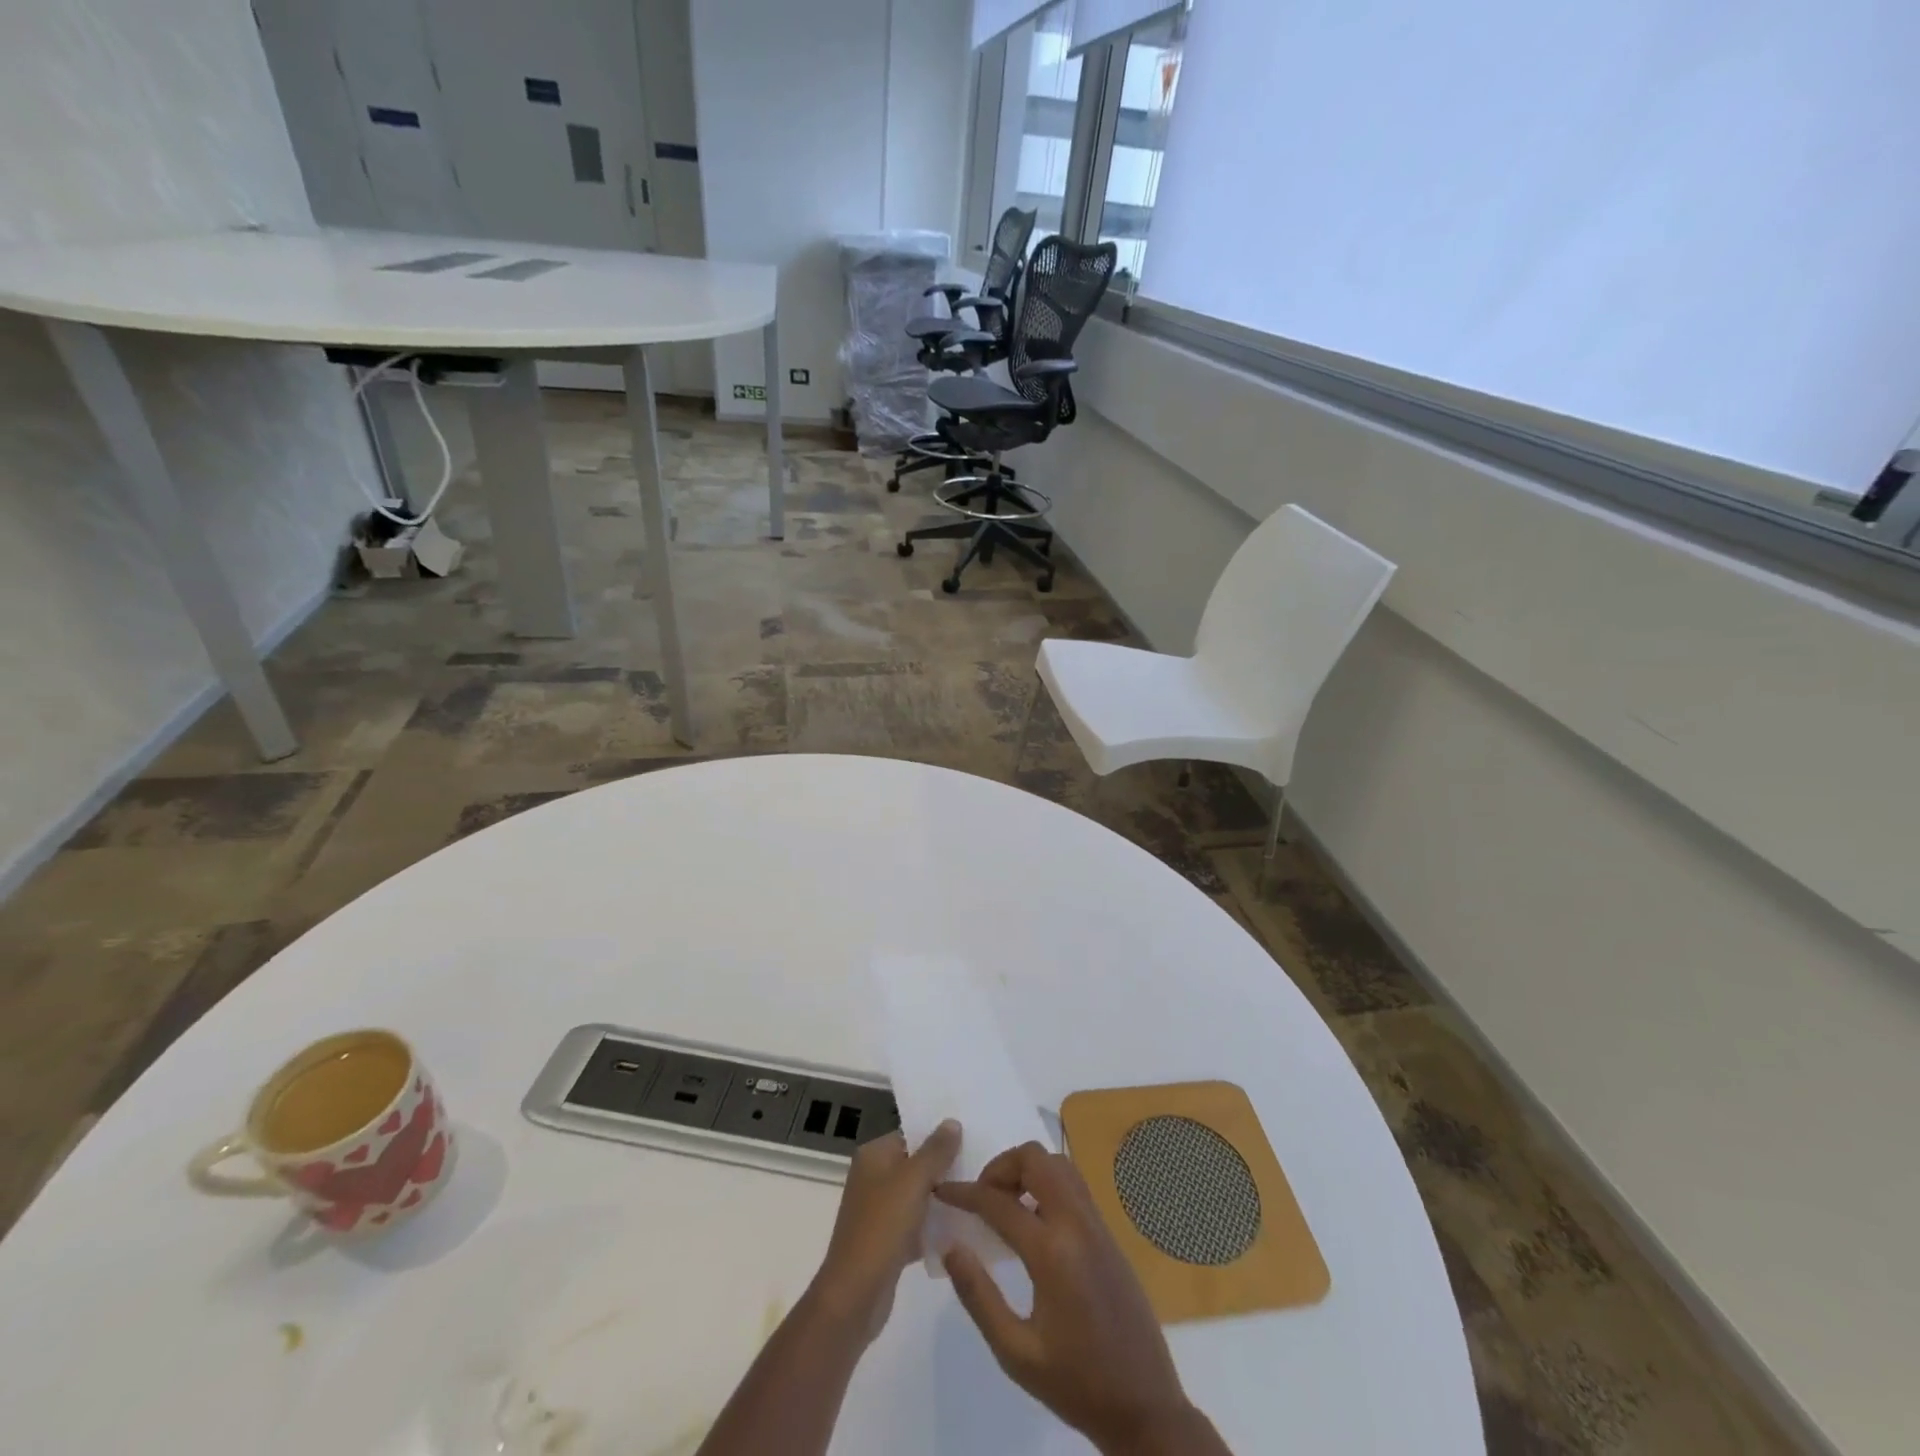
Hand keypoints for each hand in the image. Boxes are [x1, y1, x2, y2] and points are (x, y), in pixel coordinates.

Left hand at [810, 1120, 960, 1344]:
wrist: (855, 1295)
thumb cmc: (883, 1226)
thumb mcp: (914, 1180)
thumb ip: (936, 1150)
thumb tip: (952, 1121)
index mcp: (873, 1156)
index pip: (910, 1136)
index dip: (939, 1138)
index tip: (971, 1141)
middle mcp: (872, 1178)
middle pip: (915, 1165)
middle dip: (944, 1169)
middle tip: (980, 1170)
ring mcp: (878, 1211)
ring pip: (918, 1196)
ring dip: (942, 1199)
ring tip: (977, 1197)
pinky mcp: (886, 1241)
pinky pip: (916, 1225)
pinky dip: (933, 1227)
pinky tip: (961, 1230)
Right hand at [937, 1143, 1206, 1455]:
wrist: (1145, 1406)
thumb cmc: (1075, 1383)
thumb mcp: (1016, 1352)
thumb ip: (979, 1296)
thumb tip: (951, 1246)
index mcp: (1052, 1252)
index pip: (999, 1202)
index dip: (964, 1193)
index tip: (942, 1191)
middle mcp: (1077, 1224)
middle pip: (1035, 1159)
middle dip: (1001, 1167)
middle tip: (982, 1197)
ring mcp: (1097, 1224)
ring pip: (1058, 1164)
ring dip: (1027, 1170)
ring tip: (1005, 1204)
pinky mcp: (1108, 1233)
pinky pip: (1074, 1185)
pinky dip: (1047, 1183)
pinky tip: (1033, 1220)